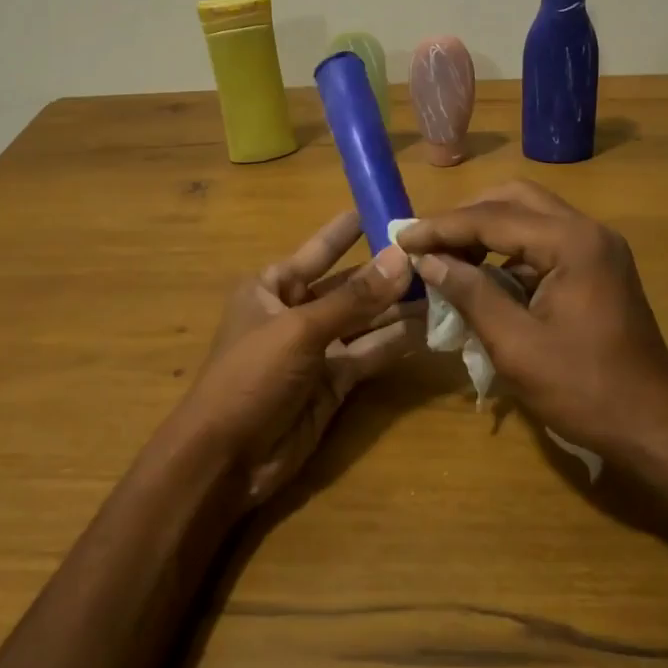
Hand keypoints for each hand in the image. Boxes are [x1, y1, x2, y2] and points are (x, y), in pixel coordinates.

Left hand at [175, 211, 420, 510]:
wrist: (226, 460)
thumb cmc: (251, 376)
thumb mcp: (300, 330)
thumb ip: (354, 298)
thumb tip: (402, 258)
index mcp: (271, 287)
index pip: (318, 250)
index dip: (349, 231)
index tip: (382, 208)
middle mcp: (295, 311)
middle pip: (347, 285)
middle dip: (384, 272)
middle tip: (431, 252)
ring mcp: (316, 348)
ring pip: (364, 321)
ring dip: (397, 307)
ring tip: (442, 286)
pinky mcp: (334, 382)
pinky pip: (369, 353)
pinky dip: (395, 342)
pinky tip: (428, 327)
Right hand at [394, 182, 667, 489]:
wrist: (656, 428)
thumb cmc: (585, 390)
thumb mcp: (516, 346)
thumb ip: (470, 293)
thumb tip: (428, 260)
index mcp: (573, 243)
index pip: (493, 217)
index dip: (442, 227)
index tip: (401, 237)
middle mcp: (588, 231)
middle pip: (514, 200)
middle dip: (465, 216)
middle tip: (426, 240)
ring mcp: (597, 248)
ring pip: (530, 218)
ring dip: (486, 231)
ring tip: (445, 256)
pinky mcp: (597, 268)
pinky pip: (544, 243)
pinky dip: (508, 252)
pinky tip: (481, 277)